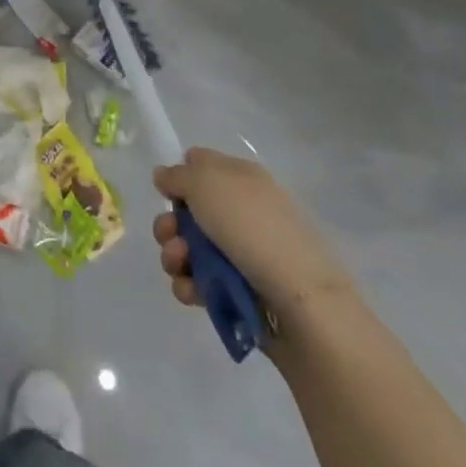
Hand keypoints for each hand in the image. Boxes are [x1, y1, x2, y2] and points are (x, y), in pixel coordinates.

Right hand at [152, 148, 357, 338]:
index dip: (179, 177)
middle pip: (189, 211)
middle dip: (170, 224)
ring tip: (180, 266)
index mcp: (241, 177)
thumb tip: (164, 176)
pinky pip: (202, 282)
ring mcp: (242, 253)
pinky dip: (190, 285)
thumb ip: (177, 175)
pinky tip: (191, 291)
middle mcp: (241, 211)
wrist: (301, 302)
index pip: (199, 164)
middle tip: (170, 236)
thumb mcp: (205, 183)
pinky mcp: (240, 290)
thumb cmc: (251, 228)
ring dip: (175, 255)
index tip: (170, 193)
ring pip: (190, 248)